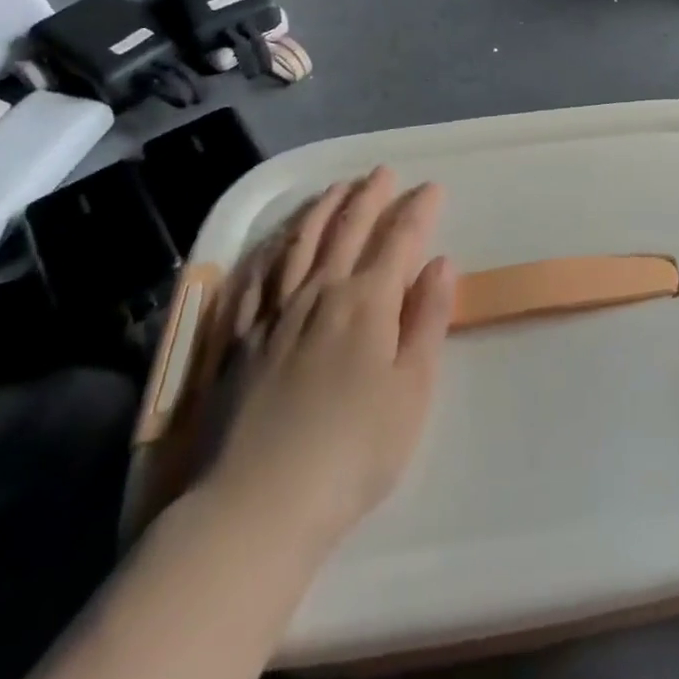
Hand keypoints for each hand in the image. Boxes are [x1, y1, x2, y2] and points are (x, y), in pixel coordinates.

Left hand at [203, 167, 455, 548]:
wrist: (257, 506)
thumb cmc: (353, 454)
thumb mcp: (412, 391)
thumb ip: (428, 320)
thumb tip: (441, 262)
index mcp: (367, 303)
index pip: (399, 239)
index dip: (418, 209)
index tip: (432, 188)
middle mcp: (319, 292)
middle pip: (347, 229)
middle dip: (369, 196)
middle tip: (382, 172)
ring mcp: (274, 312)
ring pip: (299, 242)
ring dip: (322, 208)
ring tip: (336, 188)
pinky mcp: (238, 338)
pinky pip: (254, 276)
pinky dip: (270, 247)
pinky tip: (275, 239)